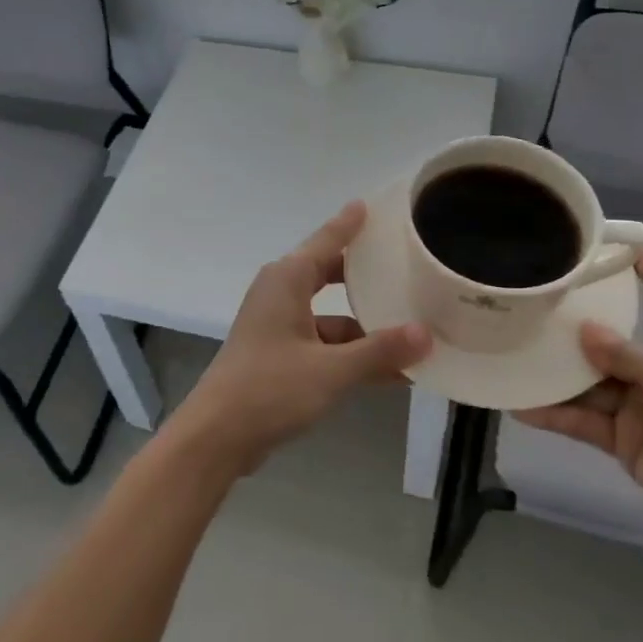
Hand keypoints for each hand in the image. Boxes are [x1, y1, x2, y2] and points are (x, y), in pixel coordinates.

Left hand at [172, 202, 430, 475]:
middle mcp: (281, 293)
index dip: (351, 223)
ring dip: (367, 328)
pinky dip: (352, 353)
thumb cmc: (270, 389)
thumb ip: (380, 351)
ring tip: (416, 331)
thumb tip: (426, 334)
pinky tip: (392, 372)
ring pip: (332, 315)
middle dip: (368, 276)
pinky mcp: (280, 354)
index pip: (328, 240)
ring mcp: (279, 325)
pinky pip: (324, 343)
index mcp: (288, 279)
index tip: (376, 204)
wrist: (217, 437)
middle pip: (332, 274)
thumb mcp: (331, 370)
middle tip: (408, 266)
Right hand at [514, 249, 642, 556]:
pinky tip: (521, 404)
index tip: (608, 242)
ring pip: (592, 379)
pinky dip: (556, 414)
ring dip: (558, 372)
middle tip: (534, 301)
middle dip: (578, 322)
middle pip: (616, 335)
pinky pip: (584, 420)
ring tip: (514, 352)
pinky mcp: (626, 439)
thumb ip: (627, 354)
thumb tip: (584, 329)